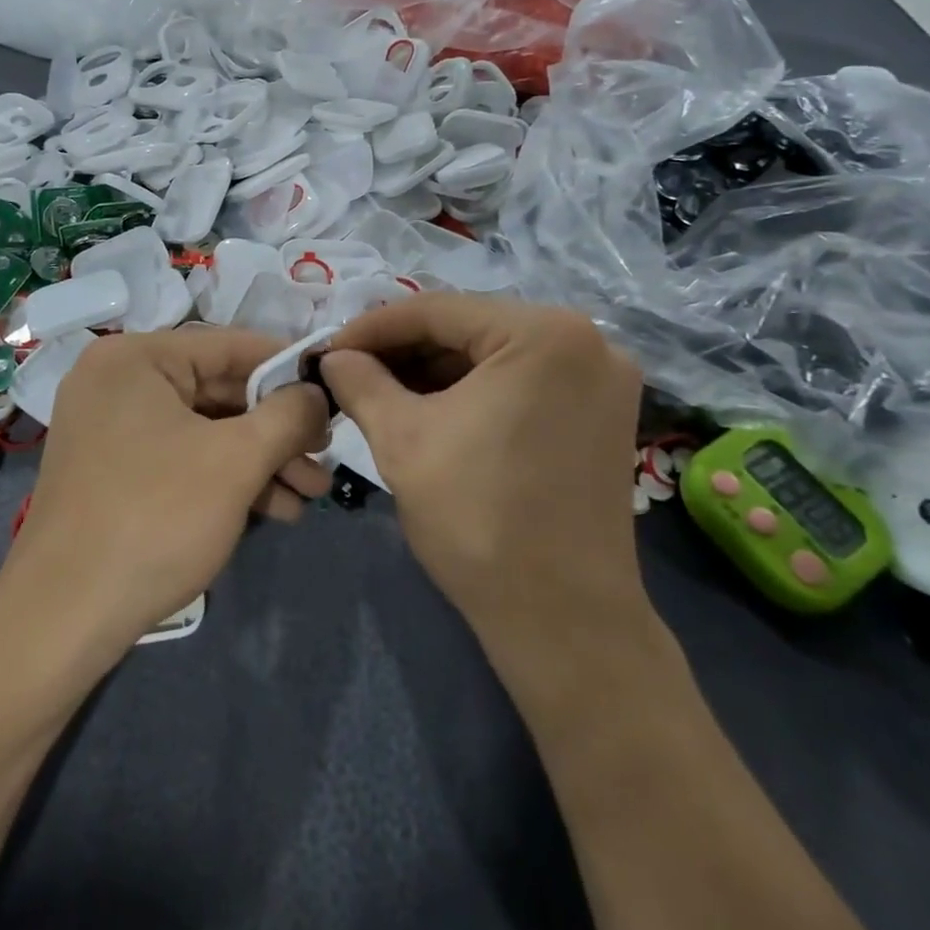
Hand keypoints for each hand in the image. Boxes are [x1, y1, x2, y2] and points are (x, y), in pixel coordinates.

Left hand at [4, 329, 330, 655]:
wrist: (64, 619)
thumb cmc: (155, 518)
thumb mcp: (236, 460)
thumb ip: (288, 414)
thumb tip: (318, 392)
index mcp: (136, 358)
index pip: (230, 345)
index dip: (288, 366)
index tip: (335, 388)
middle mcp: (119, 383)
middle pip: (220, 391)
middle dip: (279, 429)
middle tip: (326, 453)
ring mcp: (112, 429)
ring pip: (206, 430)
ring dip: (262, 460)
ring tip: (313, 492)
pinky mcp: (115, 472)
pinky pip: (183, 457)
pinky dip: (227, 479)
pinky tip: (277, 509)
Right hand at [320, 294, 644, 631]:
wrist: (561, 620)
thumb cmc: (478, 519)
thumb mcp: (402, 439)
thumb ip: (360, 382)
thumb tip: (333, 356)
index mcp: (545, 333)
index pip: (438, 310)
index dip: (373, 327)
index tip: (328, 349)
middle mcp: (587, 340)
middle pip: (470, 328)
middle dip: (404, 350)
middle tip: (349, 371)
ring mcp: (601, 378)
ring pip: (495, 354)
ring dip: (435, 370)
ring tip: (379, 390)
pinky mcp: (601, 412)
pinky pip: (522, 381)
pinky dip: (473, 390)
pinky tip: (428, 407)